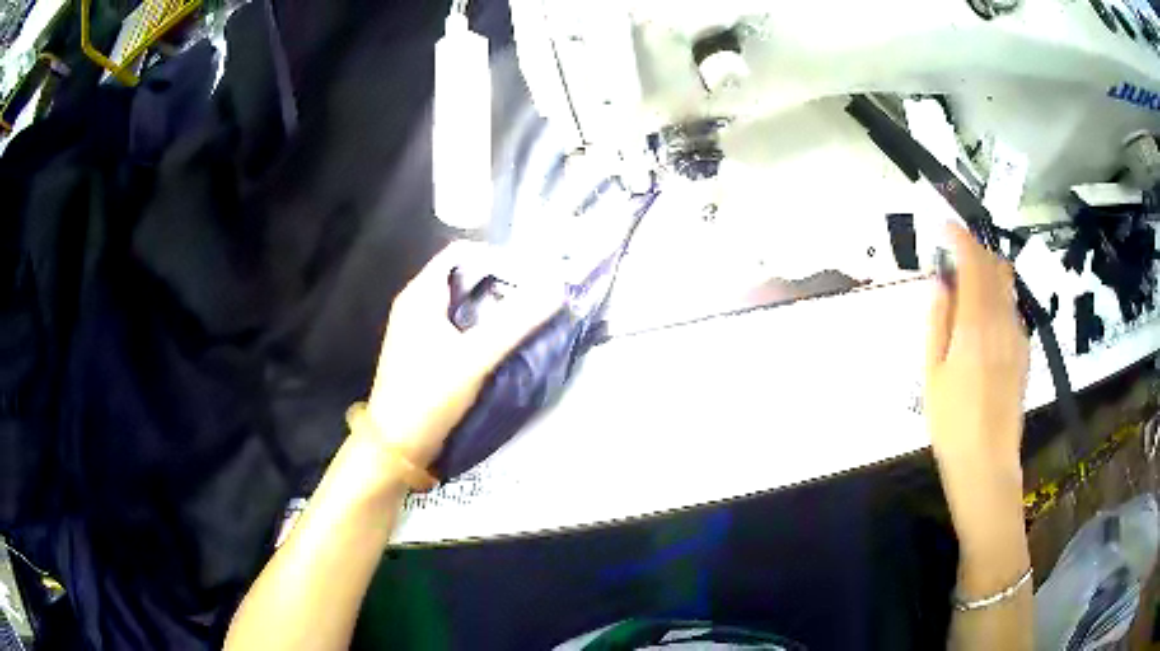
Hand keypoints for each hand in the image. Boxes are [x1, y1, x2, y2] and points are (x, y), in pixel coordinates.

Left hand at [365, 243, 560, 469]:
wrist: (396, 447)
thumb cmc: (430, 395)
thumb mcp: (476, 357)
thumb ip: (517, 321)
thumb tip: (556, 287)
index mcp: (420, 295)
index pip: (460, 253)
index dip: (496, 256)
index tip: (529, 274)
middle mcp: (414, 305)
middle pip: (462, 278)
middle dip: (499, 284)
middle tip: (533, 299)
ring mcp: (415, 331)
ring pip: (459, 305)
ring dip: (491, 308)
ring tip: (523, 321)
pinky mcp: (421, 354)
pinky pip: (454, 327)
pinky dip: (478, 329)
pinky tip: (499, 346)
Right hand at [925, 223, 1029, 477]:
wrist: (987, 463)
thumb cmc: (952, 422)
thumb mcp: (932, 373)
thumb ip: (937, 321)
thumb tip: (940, 282)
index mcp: (976, 323)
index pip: (973, 261)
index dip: (959, 237)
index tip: (944, 227)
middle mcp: (1002, 320)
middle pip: (996, 266)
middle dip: (975, 251)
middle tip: (954, 258)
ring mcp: (1017, 336)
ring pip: (1007, 286)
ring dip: (988, 274)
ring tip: (967, 289)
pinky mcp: (1023, 352)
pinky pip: (1012, 310)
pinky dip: (997, 300)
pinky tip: (983, 324)